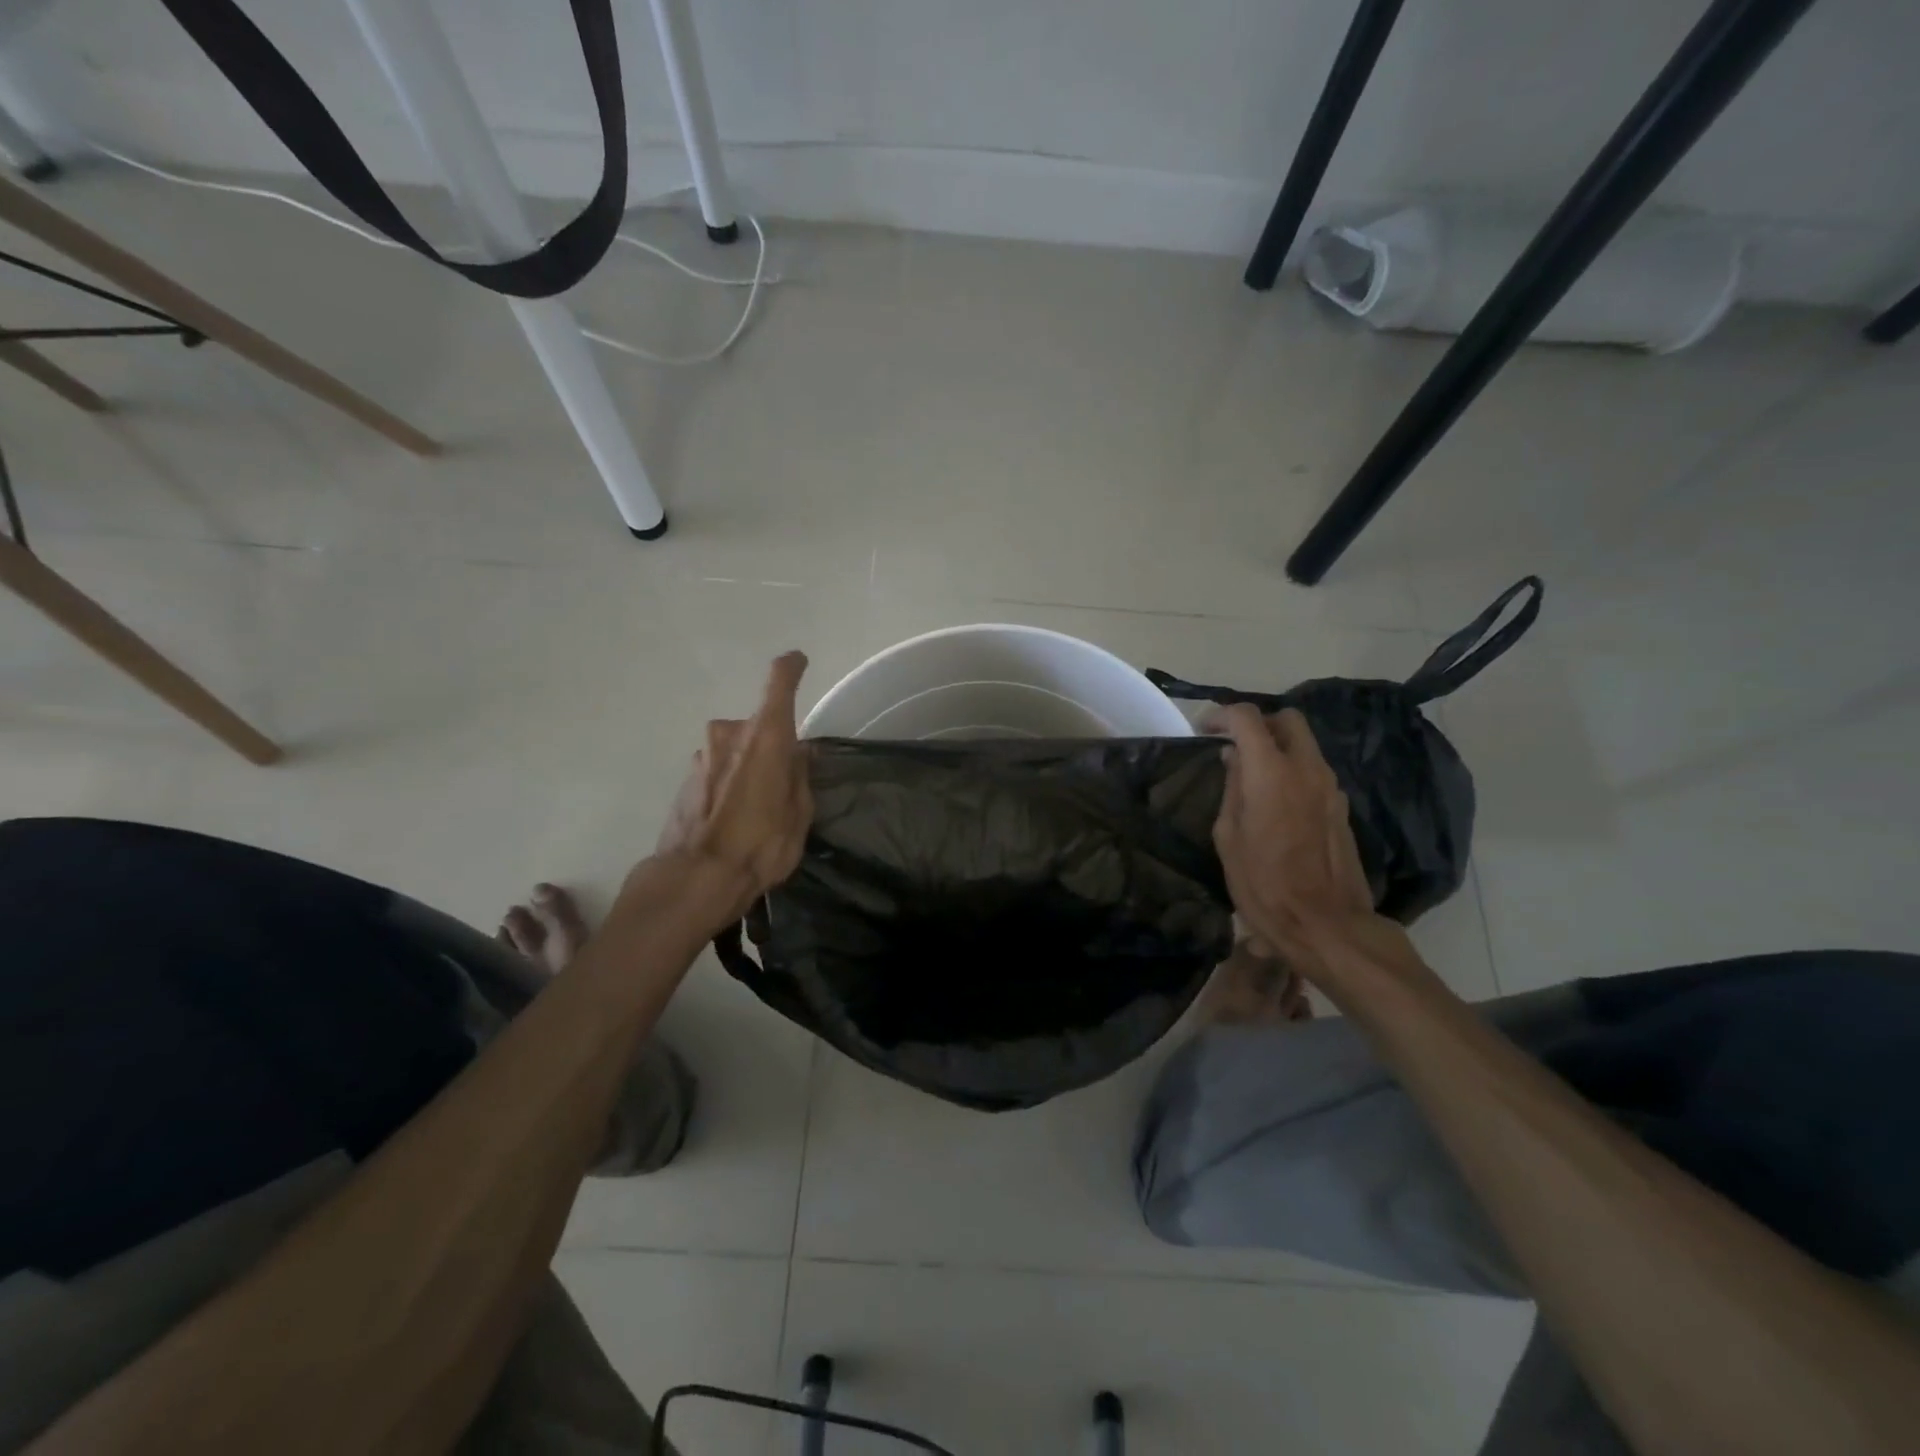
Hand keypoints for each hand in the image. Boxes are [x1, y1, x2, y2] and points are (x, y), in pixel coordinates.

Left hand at [646, 652, 812, 921]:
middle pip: (758, 726)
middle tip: (782, 782)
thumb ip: (800, 776)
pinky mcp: (685, 780)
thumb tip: (798, 754)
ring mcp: (703, 756)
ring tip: (755, 809)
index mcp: (766, 736)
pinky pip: (717, 771)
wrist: (696, 879)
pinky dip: (728, 784)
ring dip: (746, 767)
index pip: (778, 682)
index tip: (798, 661)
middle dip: (771, 746)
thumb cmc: (761, 844)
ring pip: (735, 750)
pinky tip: (732, 819)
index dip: (790, 668)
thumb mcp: (800, 813)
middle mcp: (730, 734)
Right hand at [1211, 705, 1412, 985]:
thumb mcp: (1229, 837)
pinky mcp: (1341, 806)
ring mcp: (1330, 787)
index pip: (1247, 718)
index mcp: (1271, 772)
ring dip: (1277, 747)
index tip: (1204, 729)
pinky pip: (1314, 771)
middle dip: (1258, 723)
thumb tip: (1234, 760)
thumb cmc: (1264, 884)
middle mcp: (1306, 768)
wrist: (1326, 924)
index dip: (1221, 715)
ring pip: (1305, 744)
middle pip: (1287, 719)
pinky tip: (1275, 800)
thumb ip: (1232, 789)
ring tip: (1251, 775)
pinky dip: (1292, 770)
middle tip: (1234, 745)